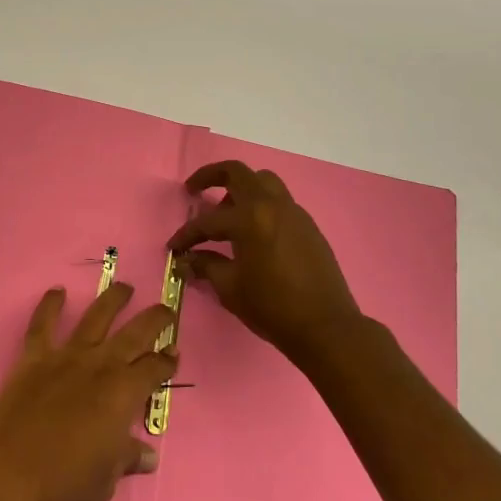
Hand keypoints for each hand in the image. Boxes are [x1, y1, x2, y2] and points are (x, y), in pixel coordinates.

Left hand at [0, 282, 177, 500]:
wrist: (9, 475)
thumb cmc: (65, 483)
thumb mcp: (107, 479)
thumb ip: (128, 458)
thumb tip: (149, 455)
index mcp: (123, 393)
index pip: (154, 368)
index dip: (167, 360)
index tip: (174, 352)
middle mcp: (100, 364)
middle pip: (135, 332)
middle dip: (155, 319)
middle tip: (165, 309)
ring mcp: (66, 355)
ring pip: (96, 317)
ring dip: (112, 299)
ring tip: (124, 287)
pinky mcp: (35, 356)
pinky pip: (43, 323)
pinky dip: (49, 304)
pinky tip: (57, 291)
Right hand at [167, 160, 362, 366]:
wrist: (326, 327)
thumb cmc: (273, 307)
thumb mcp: (230, 288)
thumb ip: (206, 266)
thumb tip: (187, 260)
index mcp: (250, 218)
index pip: (208, 221)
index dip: (186, 234)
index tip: (174, 247)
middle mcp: (272, 205)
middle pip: (238, 172)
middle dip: (211, 176)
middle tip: (194, 190)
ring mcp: (294, 212)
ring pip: (263, 182)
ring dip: (241, 189)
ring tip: (227, 213)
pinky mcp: (308, 225)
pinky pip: (279, 202)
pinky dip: (261, 207)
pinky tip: (254, 233)